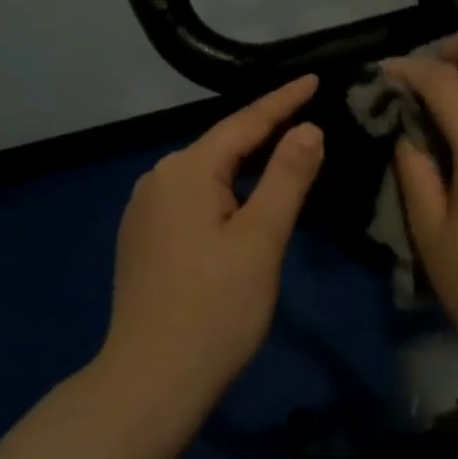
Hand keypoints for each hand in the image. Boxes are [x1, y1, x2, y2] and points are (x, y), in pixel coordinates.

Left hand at [102, 75, 324, 403]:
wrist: (151, 380)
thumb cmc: (216, 308)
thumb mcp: (262, 238)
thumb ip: (287, 176)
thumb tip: (306, 128)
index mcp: (186, 170)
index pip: (245, 123)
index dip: (283, 101)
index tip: (315, 78)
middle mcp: (158, 178)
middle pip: (222, 146)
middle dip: (265, 133)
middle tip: (308, 120)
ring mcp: (144, 209)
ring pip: (207, 174)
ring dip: (245, 167)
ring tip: (283, 158)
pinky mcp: (142, 237)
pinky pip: (191, 199)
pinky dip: (223, 193)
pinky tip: (240, 204)